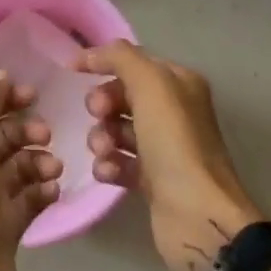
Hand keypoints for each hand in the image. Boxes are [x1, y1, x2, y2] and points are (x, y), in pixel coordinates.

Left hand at [0, 71, 60, 270]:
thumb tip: (1, 76)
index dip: (6, 100)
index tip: (34, 95)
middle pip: (2, 137)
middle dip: (27, 131)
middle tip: (46, 136)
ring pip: (20, 167)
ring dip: (40, 161)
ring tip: (52, 171)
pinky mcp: (6, 226)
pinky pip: (30, 197)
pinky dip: (43, 190)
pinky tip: (52, 191)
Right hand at [78, 42, 265, 270]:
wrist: (197, 215)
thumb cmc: (175, 143)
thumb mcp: (151, 85)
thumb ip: (121, 58)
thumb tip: (89, 55)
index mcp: (180, 84)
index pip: (134, 63)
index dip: (104, 64)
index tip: (73, 72)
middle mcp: (175, 112)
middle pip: (123, 96)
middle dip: (103, 104)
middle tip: (99, 116)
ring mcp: (164, 148)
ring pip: (117, 130)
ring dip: (102, 137)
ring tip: (103, 151)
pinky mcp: (153, 180)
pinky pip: (119, 162)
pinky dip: (108, 165)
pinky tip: (107, 172)